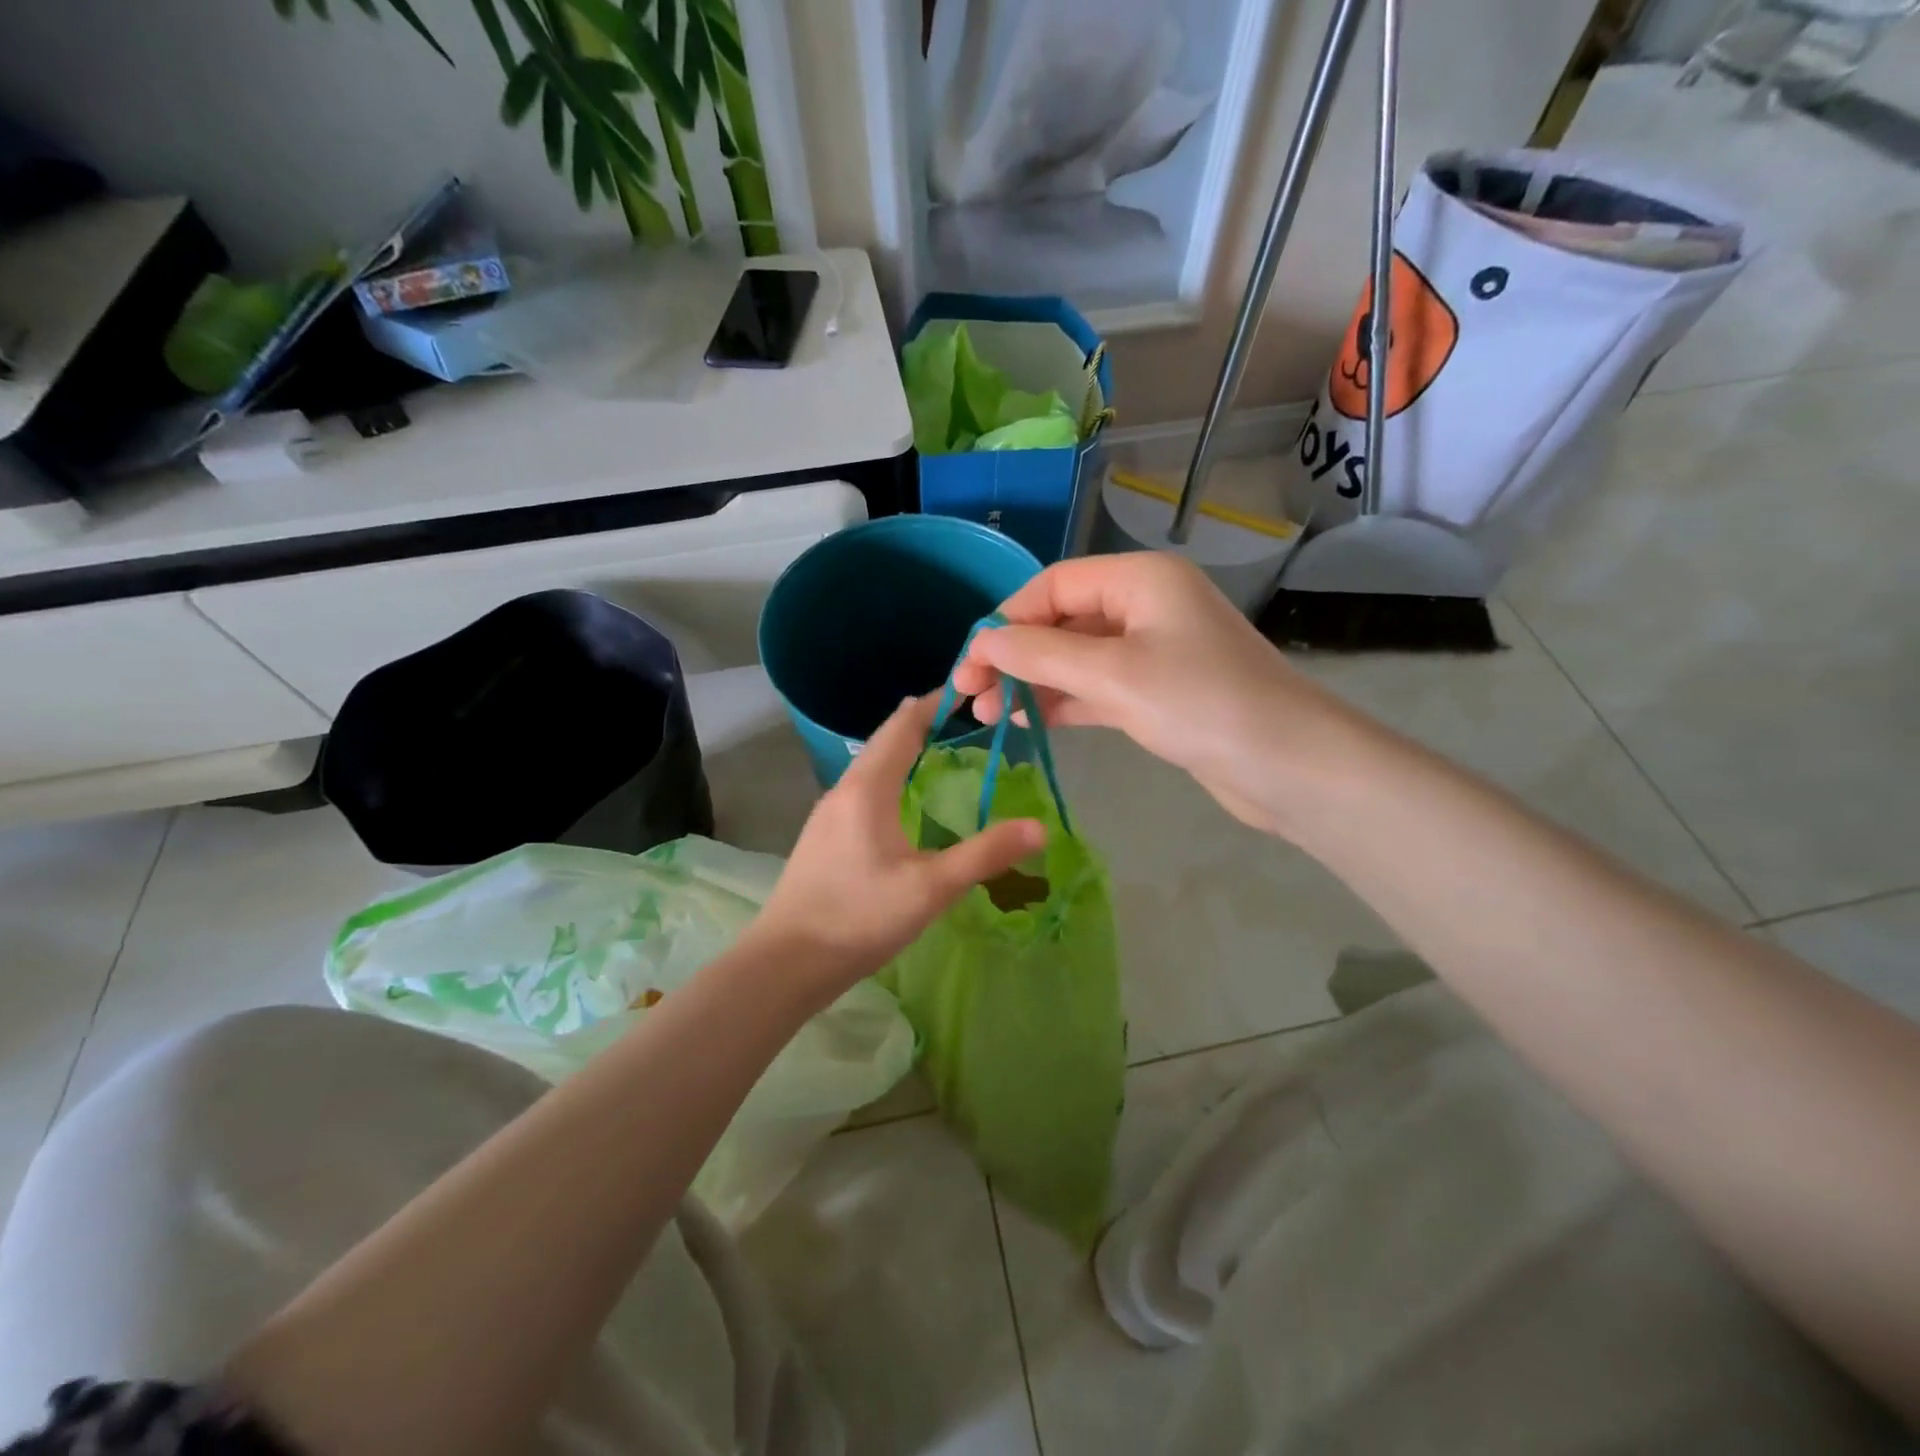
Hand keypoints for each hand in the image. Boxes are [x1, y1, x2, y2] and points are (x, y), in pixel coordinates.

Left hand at [750, 693, 1044, 994]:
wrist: (786, 963)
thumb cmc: (859, 917)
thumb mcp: (931, 888)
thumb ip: (985, 854)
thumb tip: (1039, 827)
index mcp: (867, 788)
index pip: (902, 725)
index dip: (934, 703)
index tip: (968, 687)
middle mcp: (843, 790)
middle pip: (884, 740)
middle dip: (921, 722)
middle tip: (963, 715)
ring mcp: (827, 814)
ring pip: (869, 765)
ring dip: (902, 749)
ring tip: (937, 748)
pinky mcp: (822, 838)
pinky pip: (861, 789)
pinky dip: (889, 776)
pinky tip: (901, 800)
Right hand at [952, 553, 1371, 837]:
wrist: (1289, 766)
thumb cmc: (1201, 705)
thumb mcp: (1113, 675)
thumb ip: (1041, 655)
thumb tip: (982, 643)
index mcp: (1140, 580)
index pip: (1053, 586)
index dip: (1006, 621)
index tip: (970, 664)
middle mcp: (1146, 606)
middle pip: (1062, 621)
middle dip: (1015, 657)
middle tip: (971, 696)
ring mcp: (1154, 651)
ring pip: (1077, 658)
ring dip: (1033, 683)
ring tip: (989, 716)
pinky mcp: (1159, 693)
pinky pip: (1098, 688)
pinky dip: (1064, 701)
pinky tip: (1029, 721)